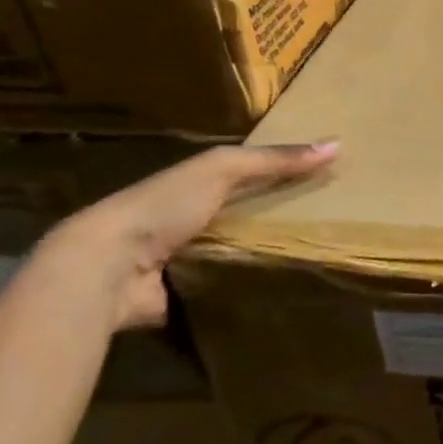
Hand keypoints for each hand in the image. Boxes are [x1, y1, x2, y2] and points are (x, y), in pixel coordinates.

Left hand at [25, 143, 336, 334]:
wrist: (105, 269)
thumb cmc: (163, 207)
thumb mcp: (222, 169)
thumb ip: (273, 160)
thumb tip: (336, 145)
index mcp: (193, 185)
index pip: (246, 174)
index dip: (281, 172)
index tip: (323, 178)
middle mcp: (187, 220)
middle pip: (243, 215)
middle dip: (278, 218)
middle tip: (329, 222)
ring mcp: (183, 261)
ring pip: (236, 253)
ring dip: (265, 256)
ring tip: (315, 259)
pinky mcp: (184, 298)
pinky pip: (227, 291)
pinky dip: (249, 291)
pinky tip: (285, 292)